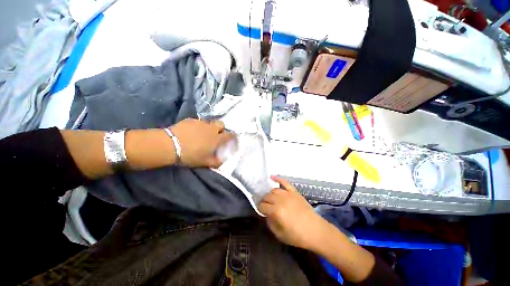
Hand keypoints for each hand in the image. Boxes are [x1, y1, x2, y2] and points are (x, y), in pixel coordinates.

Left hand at [170, 119, 234, 167]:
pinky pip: (198, 121)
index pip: (230, 135)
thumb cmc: (190, 155)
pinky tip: (191, 131)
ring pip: (209, 122)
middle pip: (221, 124)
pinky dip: (198, 126)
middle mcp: (211, 128)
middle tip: (216, 135)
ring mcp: (200, 123)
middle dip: (221, 128)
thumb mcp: (205, 162)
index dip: (233, 136)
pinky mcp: (190, 120)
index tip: (232, 139)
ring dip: (209, 127)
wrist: (170, 145)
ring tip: (202, 134)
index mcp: (216, 138)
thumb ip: (216, 162)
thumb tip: (222, 161)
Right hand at [258, 176, 328, 249]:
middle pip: (267, 197)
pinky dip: (278, 178)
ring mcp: (288, 194)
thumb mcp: (280, 235)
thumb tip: (266, 215)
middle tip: (266, 206)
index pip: (262, 206)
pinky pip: (284, 182)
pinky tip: (272, 177)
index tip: (261, 212)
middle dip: (264, 201)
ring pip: (274, 190)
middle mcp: (280, 200)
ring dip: (270, 194)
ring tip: (271, 199)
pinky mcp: (294, 191)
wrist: (316, 231)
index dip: (260, 209)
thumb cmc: (298, 236)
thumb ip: (270, 223)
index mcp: (276, 211)